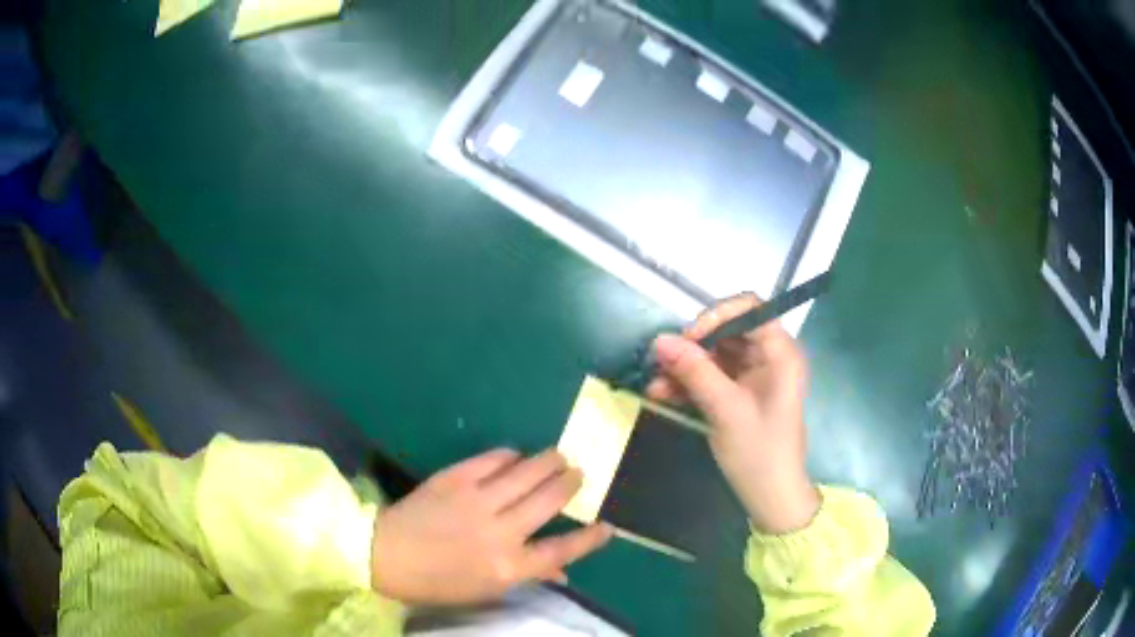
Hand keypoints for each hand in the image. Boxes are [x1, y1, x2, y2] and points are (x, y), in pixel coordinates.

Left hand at [370, 449, 612, 604]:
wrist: (386, 554)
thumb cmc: (438, 581)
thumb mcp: (485, 590)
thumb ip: (527, 576)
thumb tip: (563, 572)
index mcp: (508, 567)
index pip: (561, 550)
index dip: (588, 539)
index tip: (607, 527)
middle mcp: (500, 532)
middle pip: (548, 502)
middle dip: (570, 484)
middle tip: (578, 473)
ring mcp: (477, 501)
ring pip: (526, 474)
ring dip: (548, 462)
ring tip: (559, 456)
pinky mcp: (455, 479)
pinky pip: (492, 461)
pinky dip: (509, 456)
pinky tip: (516, 455)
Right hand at [646, 294, 819, 533]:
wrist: (770, 497)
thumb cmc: (760, 453)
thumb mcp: (726, 410)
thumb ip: (695, 372)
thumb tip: (659, 339)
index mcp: (780, 353)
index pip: (750, 308)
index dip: (717, 315)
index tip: (688, 338)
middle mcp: (768, 357)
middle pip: (727, 331)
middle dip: (693, 345)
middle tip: (663, 362)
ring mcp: (752, 376)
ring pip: (714, 355)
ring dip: (684, 366)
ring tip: (655, 384)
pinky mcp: (738, 393)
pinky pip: (711, 376)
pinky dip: (688, 383)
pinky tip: (663, 395)